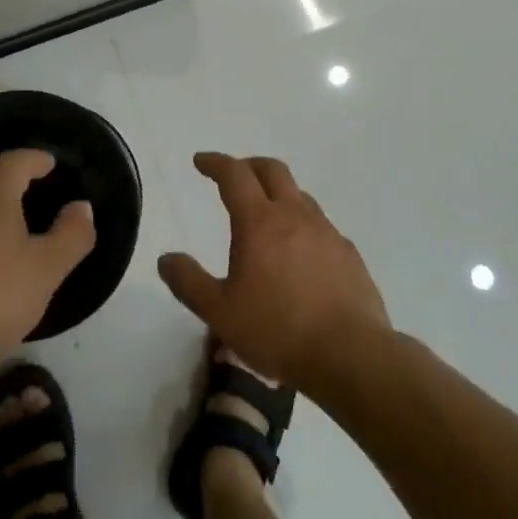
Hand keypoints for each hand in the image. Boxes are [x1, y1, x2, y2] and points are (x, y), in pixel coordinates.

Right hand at [158, 152, 388, 389]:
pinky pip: (321, 226)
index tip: (200, 161)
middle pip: (272, 170)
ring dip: (278, 194)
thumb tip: (166, 258)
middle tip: (234, 175)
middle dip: (249, 165)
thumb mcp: (219, 312)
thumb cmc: (277, 330)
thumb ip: (188, 282)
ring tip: (266, 214)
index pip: (234, 174)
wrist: (351, 357)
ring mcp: (327, 233)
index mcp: (259, 222)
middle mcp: (295, 216)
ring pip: (300, 195)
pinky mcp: (350, 255)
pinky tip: (300, 253)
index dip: (215, 163)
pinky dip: (303, 224)